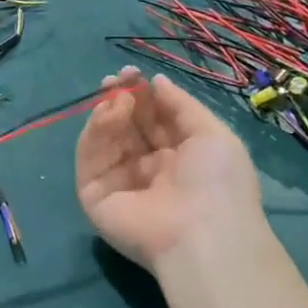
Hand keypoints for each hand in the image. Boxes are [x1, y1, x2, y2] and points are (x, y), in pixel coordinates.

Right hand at [75, 68, 264, 273]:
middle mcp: (146, 169)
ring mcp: (118, 182)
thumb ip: (181, 105)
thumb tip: (156, 81)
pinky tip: (108, 113)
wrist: (202, 233)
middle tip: (117, 78)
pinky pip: (89, 158)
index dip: (142, 96)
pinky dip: (94, 132)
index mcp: (177, 158)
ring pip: (104, 139)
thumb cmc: (218, 182)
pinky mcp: (94, 195)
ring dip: (109, 112)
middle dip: (120, 98)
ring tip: (119, 97)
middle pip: (125, 127)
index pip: (151, 121)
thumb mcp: (212, 134)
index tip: (133, 73)